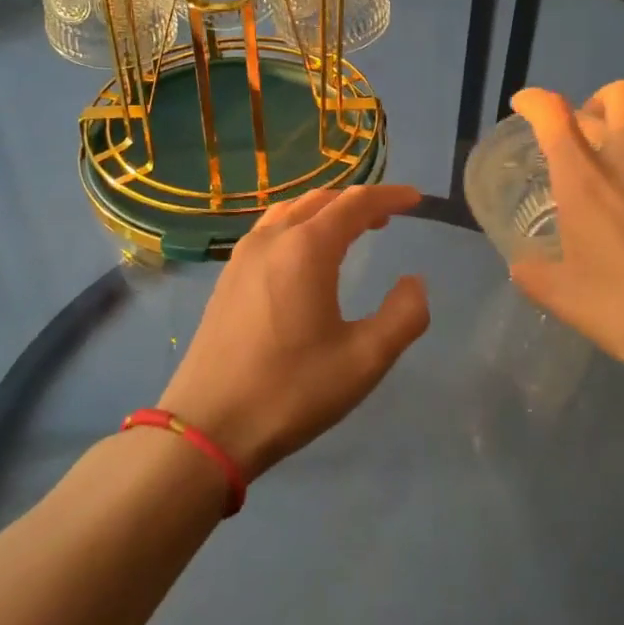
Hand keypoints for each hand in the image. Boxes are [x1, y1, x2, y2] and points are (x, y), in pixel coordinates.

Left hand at [158, 183, 429, 480]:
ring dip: (325, 211)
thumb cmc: (292, 391)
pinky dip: (298, 226)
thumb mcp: (364, 360)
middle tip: (387, 218)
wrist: (207, 429)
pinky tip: (305, 257)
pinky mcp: (227, 278)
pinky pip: (269, 231)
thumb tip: (414, 282)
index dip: (389, 196)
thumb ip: (403, 315)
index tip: (416, 199)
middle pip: (321, 200)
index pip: (355, 203)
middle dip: (358, 202)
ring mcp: (242, 257)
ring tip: (349, 231)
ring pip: (290, 212)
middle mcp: (272, 240)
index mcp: (306, 249)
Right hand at [509, 59, 623, 415]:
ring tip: (623, 132)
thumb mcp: (563, 300)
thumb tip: (521, 264)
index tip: (524, 106)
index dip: (534, 101)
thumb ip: (533, 274)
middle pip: (609, 99)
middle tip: (584, 136)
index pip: (552, 116)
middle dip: (589, 107)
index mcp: (583, 180)